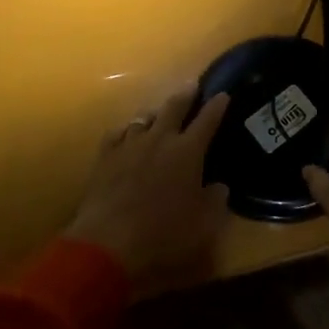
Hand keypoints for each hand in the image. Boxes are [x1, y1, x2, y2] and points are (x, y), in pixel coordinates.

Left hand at [68, 86, 230, 288]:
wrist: (108, 242)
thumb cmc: (164, 233)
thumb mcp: (203, 224)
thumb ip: (215, 201)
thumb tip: (219, 186)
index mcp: (188, 151)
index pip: (208, 120)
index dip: (217, 106)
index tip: (223, 94)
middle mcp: (160, 139)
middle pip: (174, 107)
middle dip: (186, 95)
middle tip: (192, 85)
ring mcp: (129, 145)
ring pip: (144, 118)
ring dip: (155, 113)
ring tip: (159, 113)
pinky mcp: (105, 157)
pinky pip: (117, 133)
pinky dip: (127, 131)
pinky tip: (127, 134)